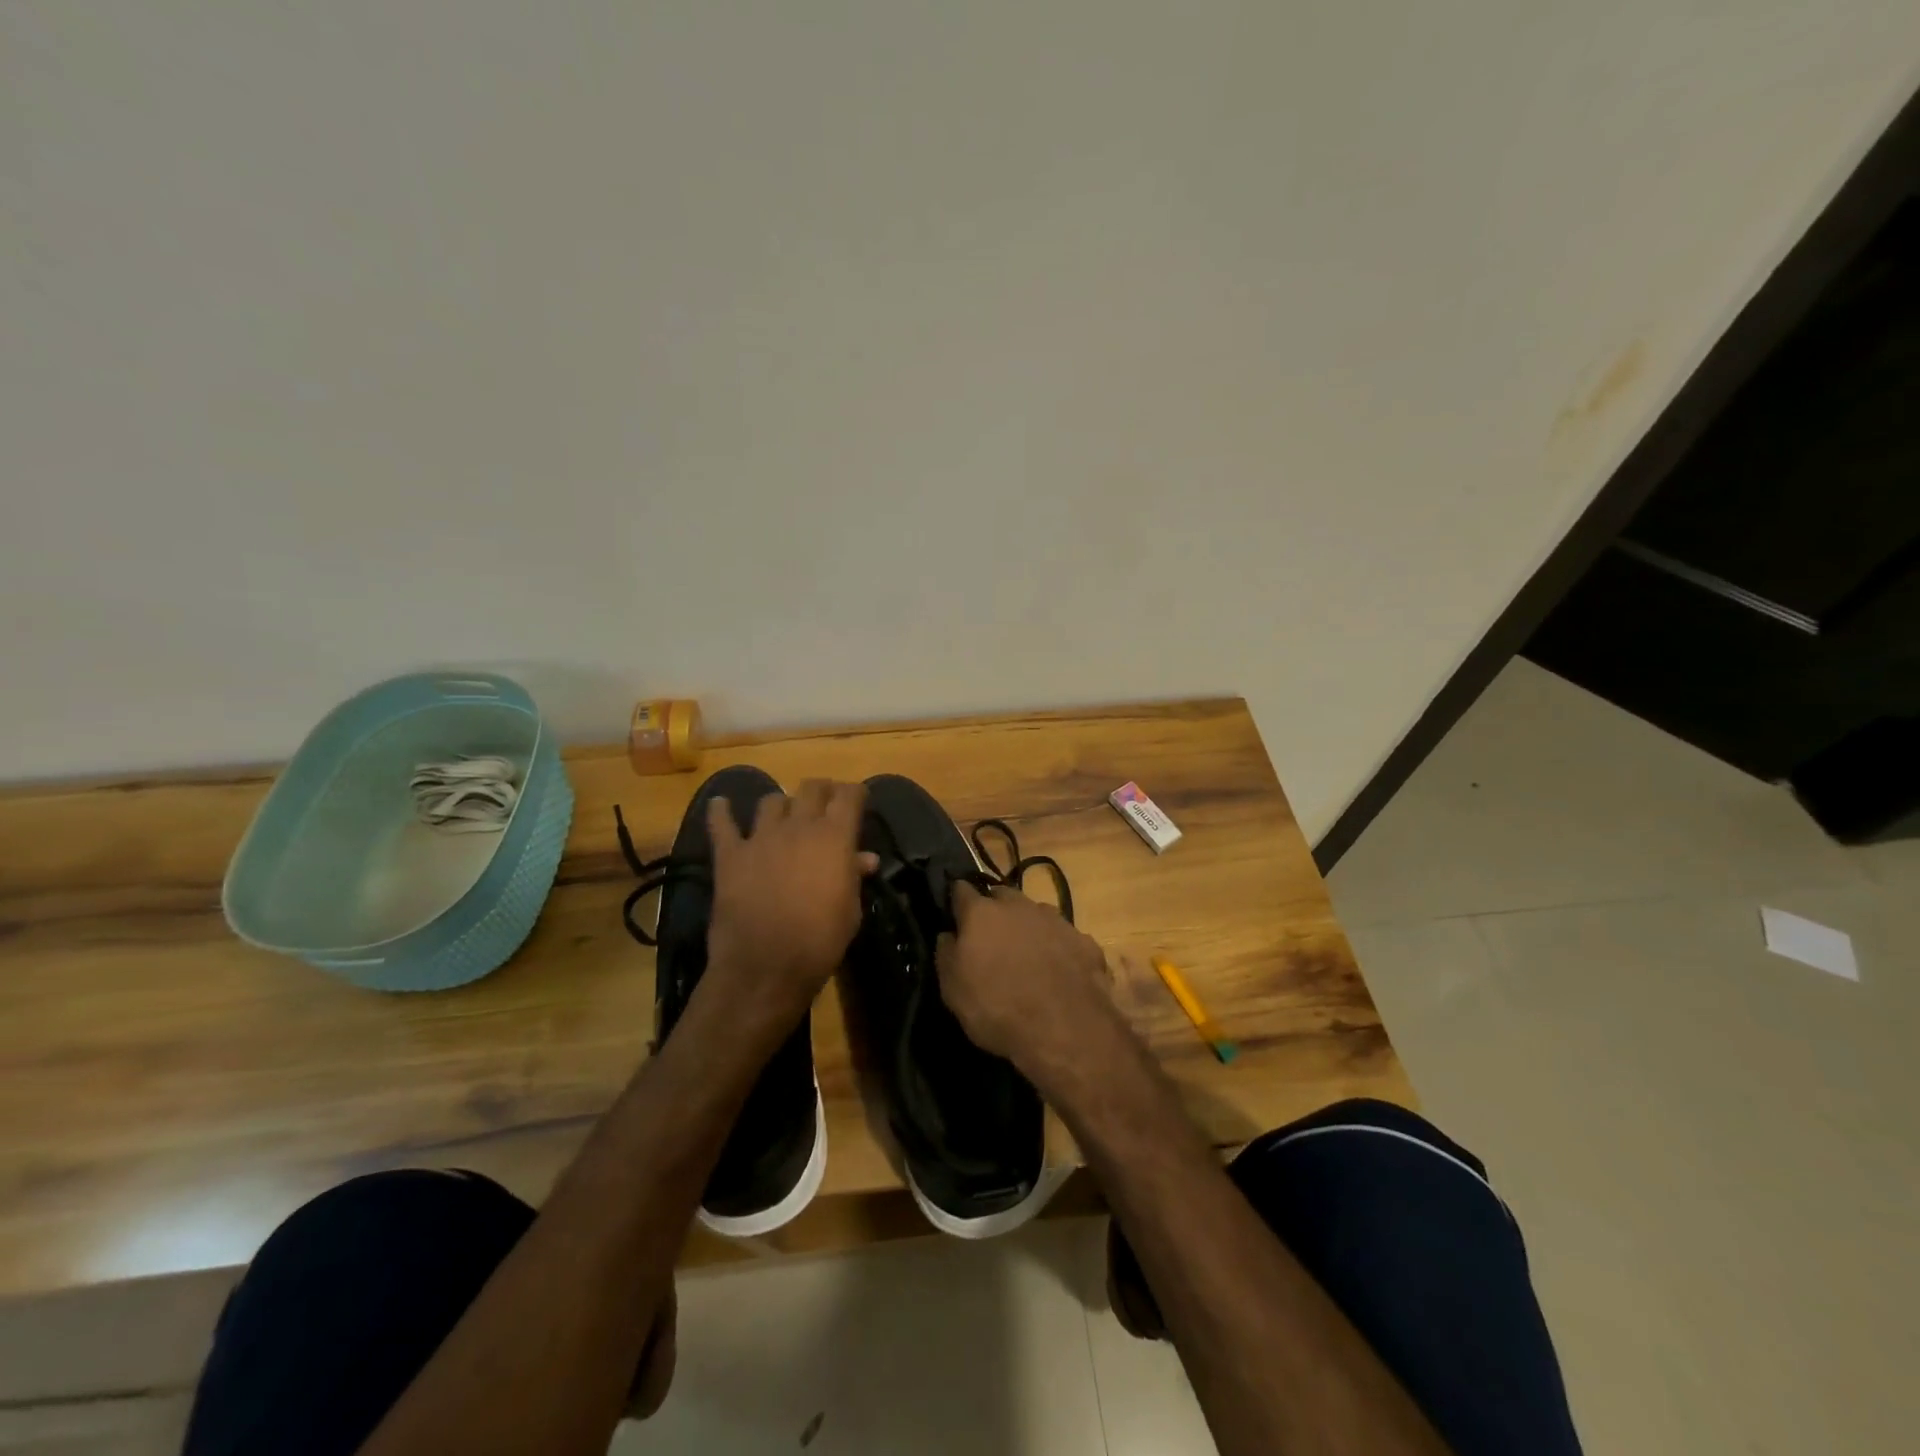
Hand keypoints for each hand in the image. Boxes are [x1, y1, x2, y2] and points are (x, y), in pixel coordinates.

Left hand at [704, 779, 876, 1026]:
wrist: (766, 967)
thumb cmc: (820, 941)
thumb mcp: (851, 910)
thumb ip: (854, 876)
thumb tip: (865, 858)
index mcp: (834, 837)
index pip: (849, 795)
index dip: (856, 793)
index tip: (858, 800)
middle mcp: (799, 826)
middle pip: (812, 788)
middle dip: (822, 791)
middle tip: (825, 803)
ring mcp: (761, 837)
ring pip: (772, 801)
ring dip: (782, 805)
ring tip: (784, 815)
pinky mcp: (730, 854)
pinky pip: (722, 823)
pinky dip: (721, 812)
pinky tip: (720, 805)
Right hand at [936, 883, 1119, 1084]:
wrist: (1066, 1030)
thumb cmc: (998, 1009)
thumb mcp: (953, 990)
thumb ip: (947, 954)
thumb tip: (948, 934)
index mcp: (982, 913)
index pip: (961, 890)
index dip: (956, 899)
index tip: (954, 912)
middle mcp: (1019, 906)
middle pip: (1001, 896)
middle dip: (994, 909)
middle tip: (991, 937)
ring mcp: (1056, 921)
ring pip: (1035, 913)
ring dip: (1028, 927)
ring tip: (1027, 956)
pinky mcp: (1085, 941)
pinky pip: (1064, 938)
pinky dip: (1058, 949)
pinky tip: (1059, 973)